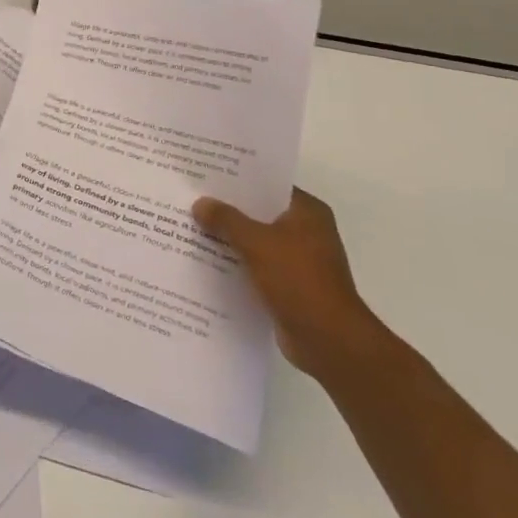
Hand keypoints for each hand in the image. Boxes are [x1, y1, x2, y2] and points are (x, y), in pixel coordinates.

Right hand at [191, 189, 384, 377]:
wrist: (328, 340)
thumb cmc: (298, 280)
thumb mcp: (256, 243)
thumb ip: (226, 220)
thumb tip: (200, 203)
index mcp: (307, 212)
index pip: (268, 186)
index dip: (238, 180)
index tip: (205, 176)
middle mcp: (306, 232)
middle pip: (259, 213)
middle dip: (227, 210)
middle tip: (190, 200)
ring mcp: (299, 260)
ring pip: (255, 241)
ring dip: (229, 239)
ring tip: (190, 228)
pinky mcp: (289, 286)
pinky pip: (255, 266)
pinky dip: (235, 264)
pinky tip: (204, 262)